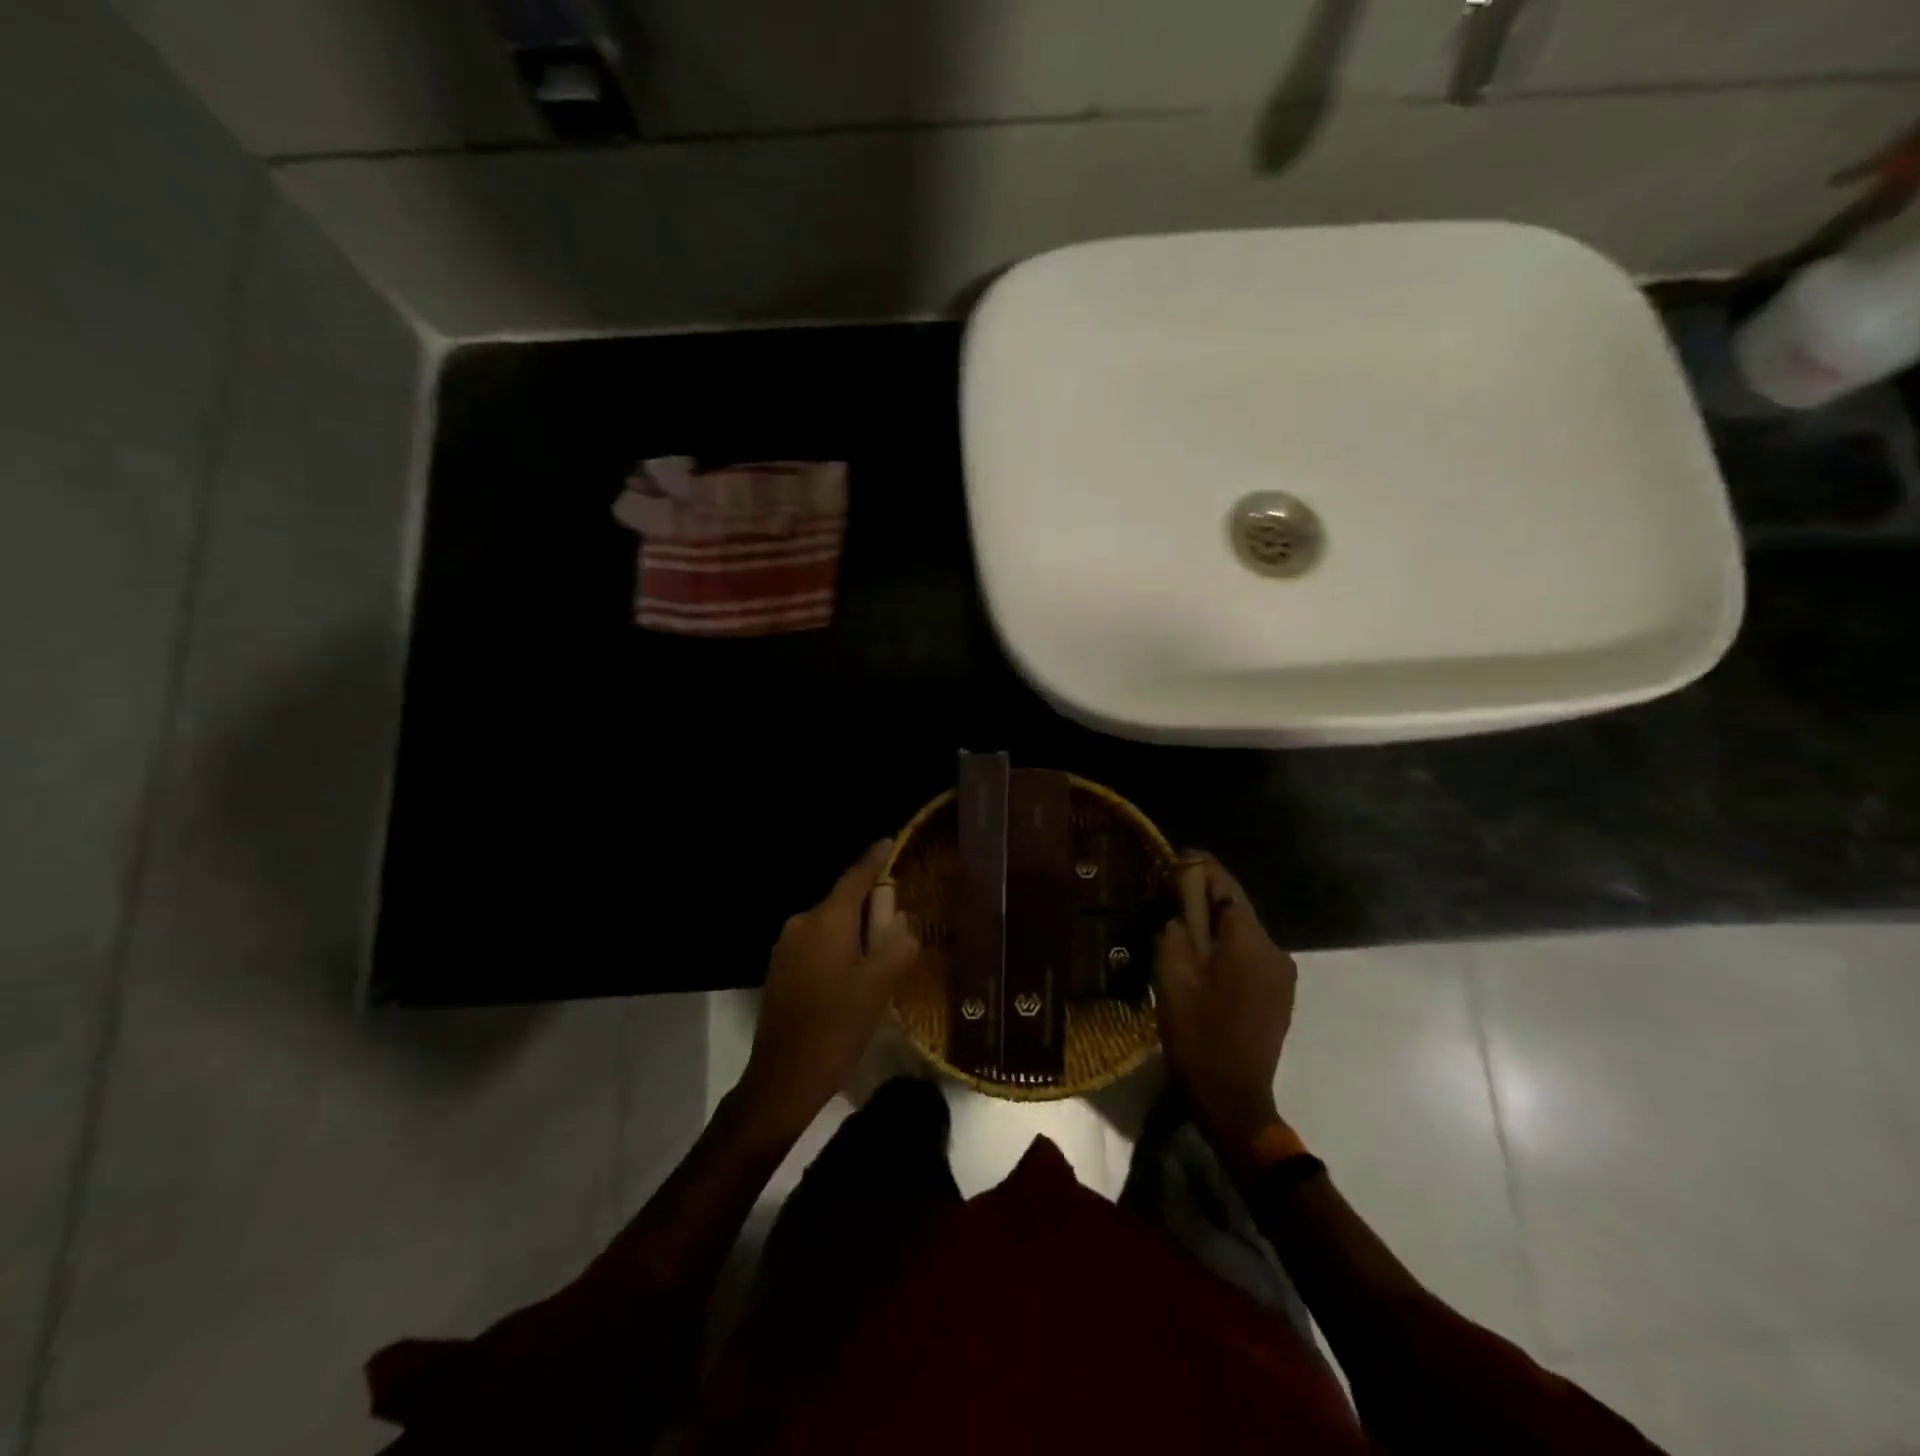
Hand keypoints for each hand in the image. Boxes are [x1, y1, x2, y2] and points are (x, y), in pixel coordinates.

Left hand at [738, 840, 919, 1135]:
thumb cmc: (836, 1027)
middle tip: (900, 919)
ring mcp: (786, 947)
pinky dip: (838, 949)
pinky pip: (817, 945)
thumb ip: (897, 945)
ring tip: (881, 952)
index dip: (875, 859)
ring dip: (854, 932)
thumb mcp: (879, 986)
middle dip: (870, 906)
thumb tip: (902, 922)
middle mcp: (801, 924)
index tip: (889, 841)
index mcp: (826, 920)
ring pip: (830, 926)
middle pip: (843, 901)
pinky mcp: (780, 970)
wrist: (782, 1078)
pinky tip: (853, 973)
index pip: (855, 877)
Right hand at [1154, 854, 1297, 1161]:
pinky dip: (1225, 950)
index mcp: (1250, 939)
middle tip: (1166, 896)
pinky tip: (1202, 963)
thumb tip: (1186, 887)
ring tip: (1179, 931)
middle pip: (1235, 908)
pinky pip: (1249, 957)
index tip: (1173, 857)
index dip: (1199, 866)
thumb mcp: (1175, 969)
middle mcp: (1275, 949)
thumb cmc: (1196, 1029)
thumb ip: (1182, 921)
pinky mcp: (1279, 996)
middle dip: (1203, 899)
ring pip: (1241, 934)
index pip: (1226, 884)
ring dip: (1214, 927)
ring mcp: (1282, 975)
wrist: (1231, 1097)